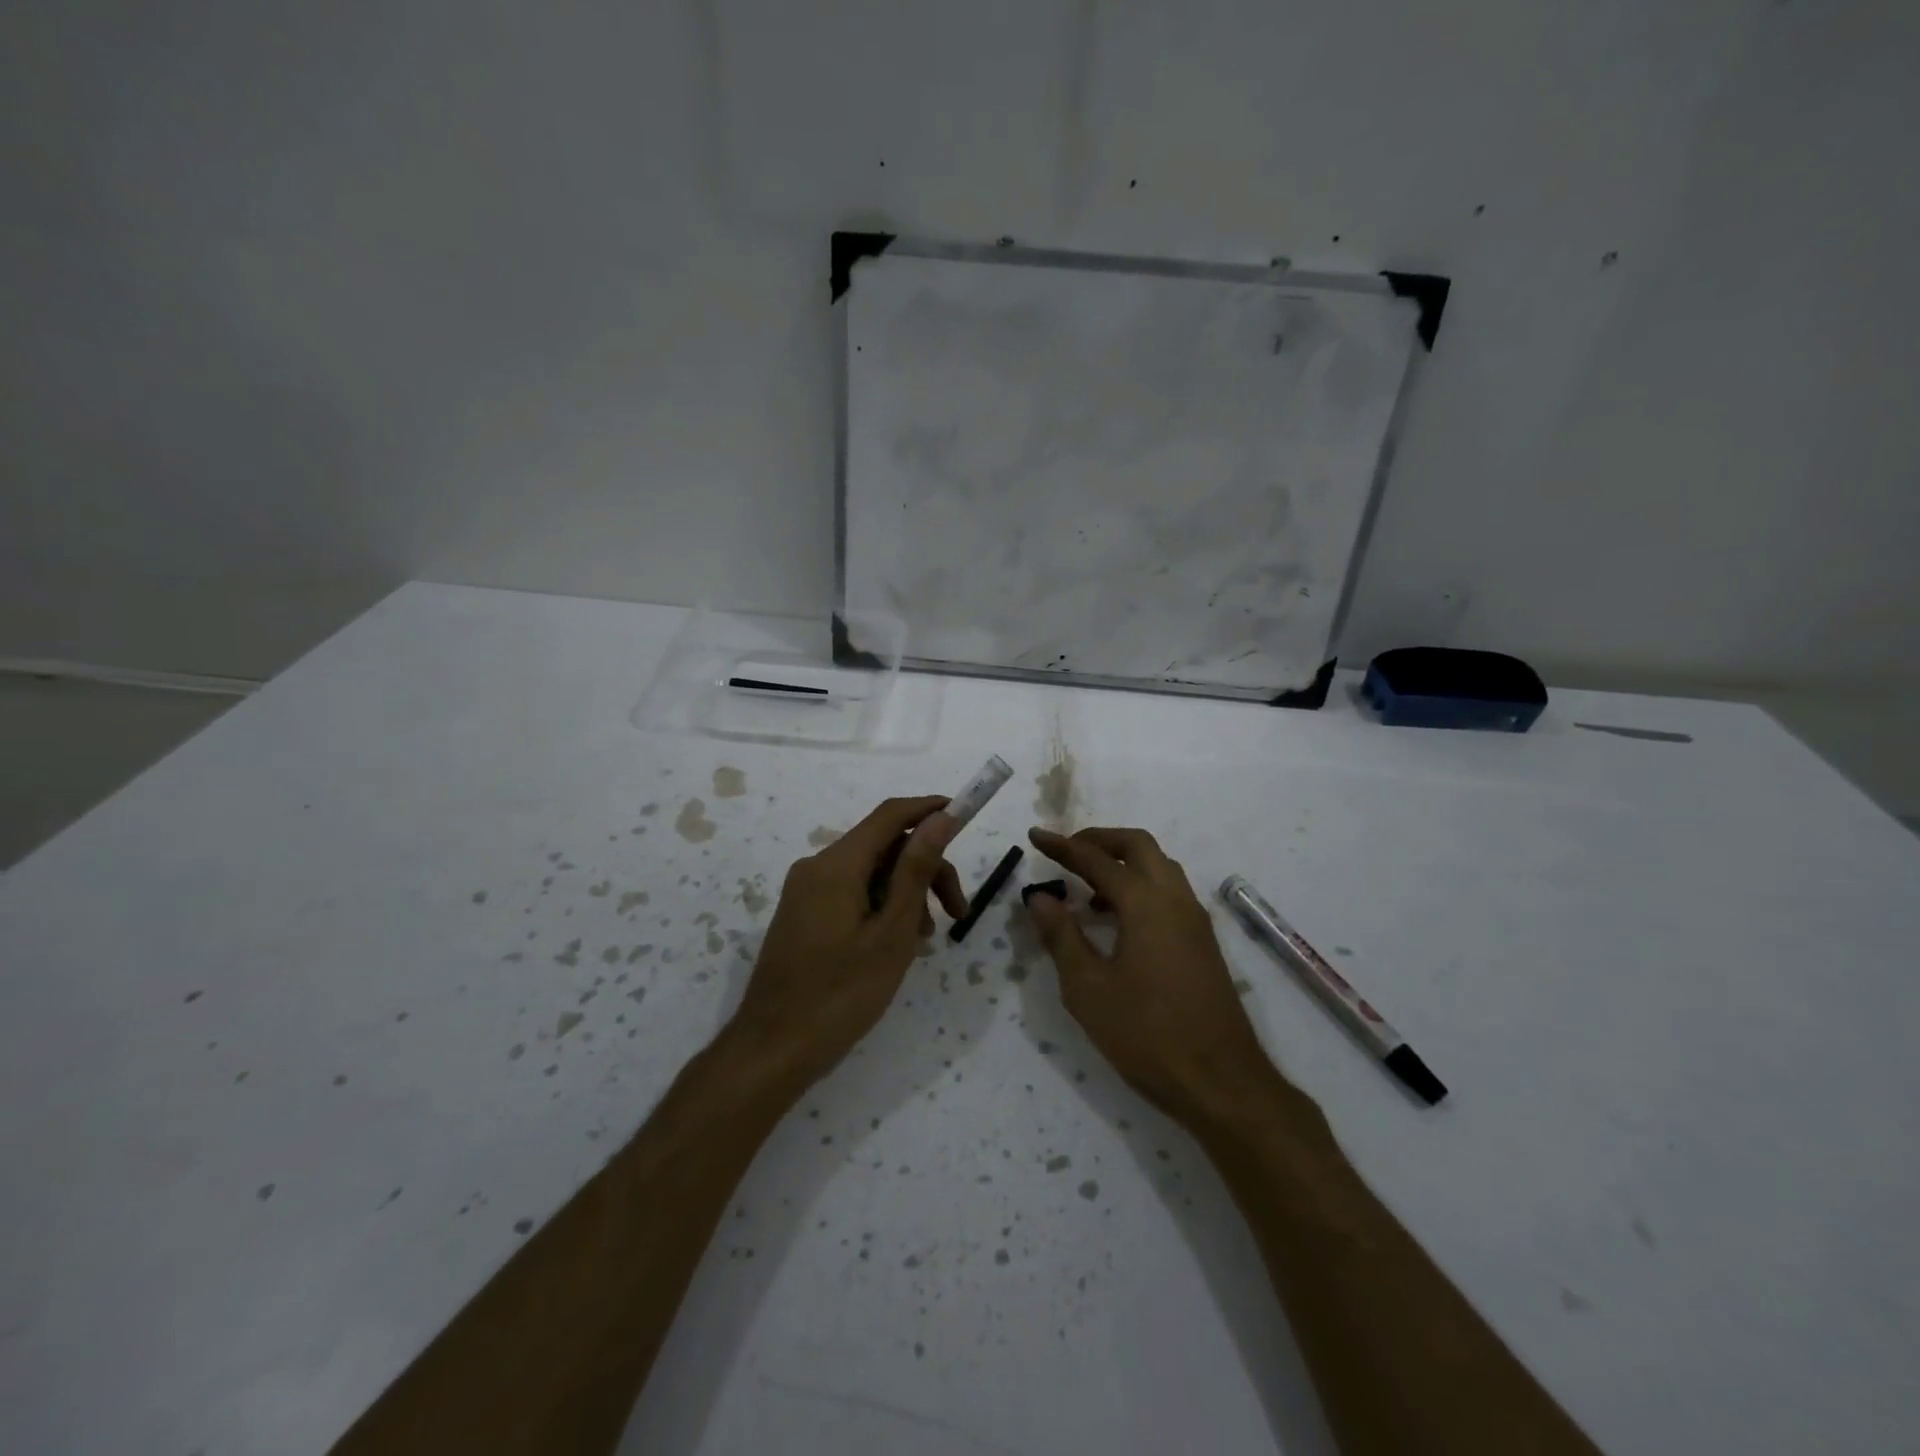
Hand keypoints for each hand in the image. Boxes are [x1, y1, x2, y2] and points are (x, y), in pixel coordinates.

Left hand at [729, 796, 967, 1083]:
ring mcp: (805, 891)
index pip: (891, 815)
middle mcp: (817, 866)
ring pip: (870, 872)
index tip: (966, 816)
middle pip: (884, 847)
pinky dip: (881, 906)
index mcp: (837, 864)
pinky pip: (851, 893)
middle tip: (958, 912)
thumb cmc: (841, 994)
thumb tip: (941, 817)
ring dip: (905, 893)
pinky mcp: (802, 914)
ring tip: (923, 940)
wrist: (772, 1050)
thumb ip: (916, 870)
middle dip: (925, 869)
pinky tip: (895, 943)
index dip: (931, 809)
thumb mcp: (891, 932)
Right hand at [1027, 826, 1280, 1124]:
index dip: (1063, 846)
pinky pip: (1169, 891)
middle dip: (1099, 840)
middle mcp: (1175, 899)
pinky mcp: (1203, 942)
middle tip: (1067, 852)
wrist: (1221, 1082)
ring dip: (1123, 861)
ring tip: (1087, 886)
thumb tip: (1040, 897)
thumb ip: (1062, 936)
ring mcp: (1194, 920)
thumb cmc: (1146, 1035)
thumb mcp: (1088, 989)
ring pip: (1159, 866)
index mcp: (1146, 903)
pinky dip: (1140, 884)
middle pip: (1138, 846)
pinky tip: (1118, 918)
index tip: (1035, 836)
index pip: (1097, 860)